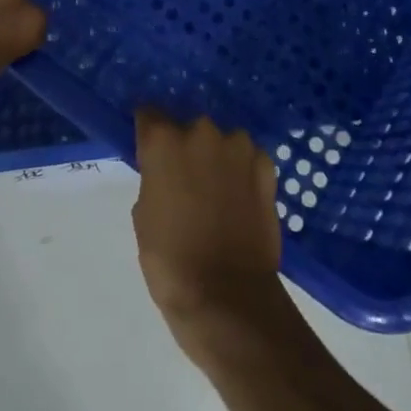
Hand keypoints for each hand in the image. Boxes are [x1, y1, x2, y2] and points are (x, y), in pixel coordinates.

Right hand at [132, 110, 283, 353]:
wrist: (228, 296)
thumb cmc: (171, 260)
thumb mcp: (144, 215)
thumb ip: (154, 178)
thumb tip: (165, 172)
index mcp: (164, 141)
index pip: (149, 114)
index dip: (148, 131)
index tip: (149, 148)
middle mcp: (202, 131)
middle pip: (189, 128)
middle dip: (186, 147)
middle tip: (185, 181)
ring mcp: (238, 146)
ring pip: (222, 142)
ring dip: (217, 158)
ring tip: (217, 192)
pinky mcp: (266, 166)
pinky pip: (248, 159)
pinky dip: (243, 172)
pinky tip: (241, 199)